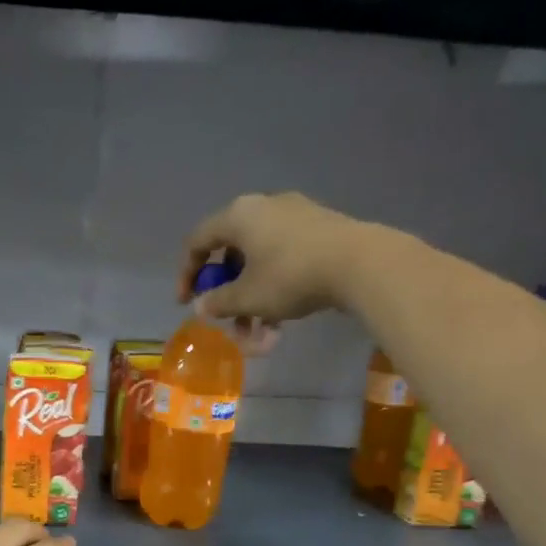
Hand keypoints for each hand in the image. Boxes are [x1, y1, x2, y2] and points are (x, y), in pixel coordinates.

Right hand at [178, 192, 388, 323]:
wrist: (359, 263)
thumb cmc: (290, 276)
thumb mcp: (247, 297)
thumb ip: (218, 302)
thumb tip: (201, 305)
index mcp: (238, 216)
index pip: (198, 241)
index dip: (187, 274)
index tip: (186, 303)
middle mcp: (263, 207)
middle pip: (232, 255)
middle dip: (229, 298)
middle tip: (229, 325)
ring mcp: (294, 216)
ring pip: (260, 263)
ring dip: (253, 302)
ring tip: (261, 337)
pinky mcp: (319, 230)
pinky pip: (283, 260)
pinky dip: (275, 290)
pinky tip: (283, 322)